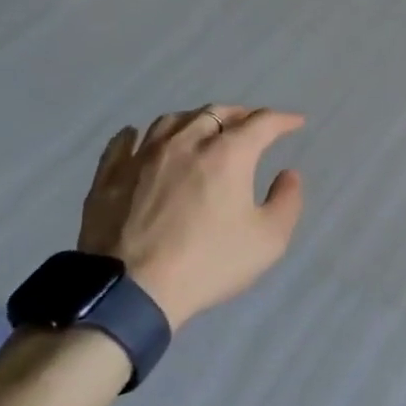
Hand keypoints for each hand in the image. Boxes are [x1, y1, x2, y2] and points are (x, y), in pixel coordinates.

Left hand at [80, 106, 304, 329]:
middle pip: (216, 113)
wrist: (130, 293)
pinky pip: (123, 142)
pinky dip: (139, 135)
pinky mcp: (109, 177)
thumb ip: (287, 201)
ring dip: (194, 120)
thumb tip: (288, 174)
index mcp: (228, 154)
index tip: (296, 123)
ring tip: (202, 129)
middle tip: (251, 124)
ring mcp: (143, 156)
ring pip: (172, 121)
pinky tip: (140, 138)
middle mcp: (186, 142)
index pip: (262, 123)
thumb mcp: (268, 240)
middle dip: (240, 114)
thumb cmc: (207, 264)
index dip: (283, 119)